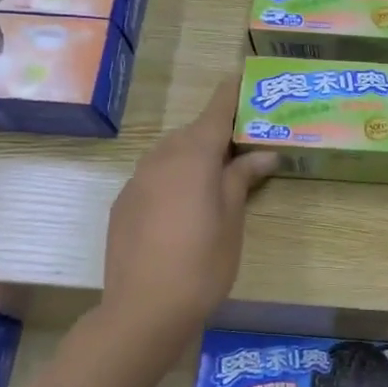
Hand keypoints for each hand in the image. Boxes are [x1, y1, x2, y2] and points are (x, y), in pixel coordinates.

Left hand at [103, 78, 276, 341]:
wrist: (143, 309)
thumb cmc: (201, 263)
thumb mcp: (232, 220)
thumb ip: (241, 179)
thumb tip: (263, 153)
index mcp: (193, 157)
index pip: (215, 113)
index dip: (230, 95)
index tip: (241, 76)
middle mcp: (160, 159)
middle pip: (192, 133)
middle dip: (215, 131)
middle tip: (243, 142)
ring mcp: (137, 181)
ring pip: (170, 153)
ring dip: (193, 153)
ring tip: (217, 173)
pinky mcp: (124, 204)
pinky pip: (154, 175)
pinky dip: (173, 175)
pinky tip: (185, 202)